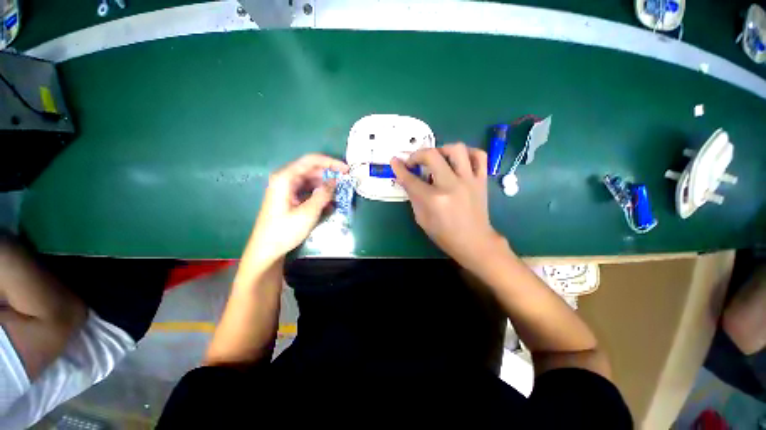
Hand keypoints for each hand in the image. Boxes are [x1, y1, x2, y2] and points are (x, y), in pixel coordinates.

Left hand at [248, 154, 348, 264]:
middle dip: (329, 176)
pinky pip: (308, 192)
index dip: (330, 163)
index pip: (311, 161)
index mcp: (286, 178)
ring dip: (326, 187)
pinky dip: (319, 196)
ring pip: (311, 182)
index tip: (346, 170)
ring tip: (339, 196)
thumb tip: (335, 182)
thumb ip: (323, 195)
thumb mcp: (308, 213)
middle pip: (312, 170)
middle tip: (345, 183)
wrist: (267, 250)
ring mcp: (288, 189)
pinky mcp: (290, 198)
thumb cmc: (285, 230)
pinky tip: (329, 205)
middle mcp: (286, 180)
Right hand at [391, 143, 506, 269]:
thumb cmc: (444, 234)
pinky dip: (468, 152)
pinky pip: (479, 156)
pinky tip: (459, 160)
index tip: (395, 161)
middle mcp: (451, 185)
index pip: (411, 179)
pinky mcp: (481, 180)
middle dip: (418, 154)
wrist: (473, 241)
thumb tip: (405, 179)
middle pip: (432, 156)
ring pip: (457, 149)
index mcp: (433, 200)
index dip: (400, 168)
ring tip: (437, 158)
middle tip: (414, 161)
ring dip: (442, 149)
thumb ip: (413, 196)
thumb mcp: (422, 218)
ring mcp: (469, 181)